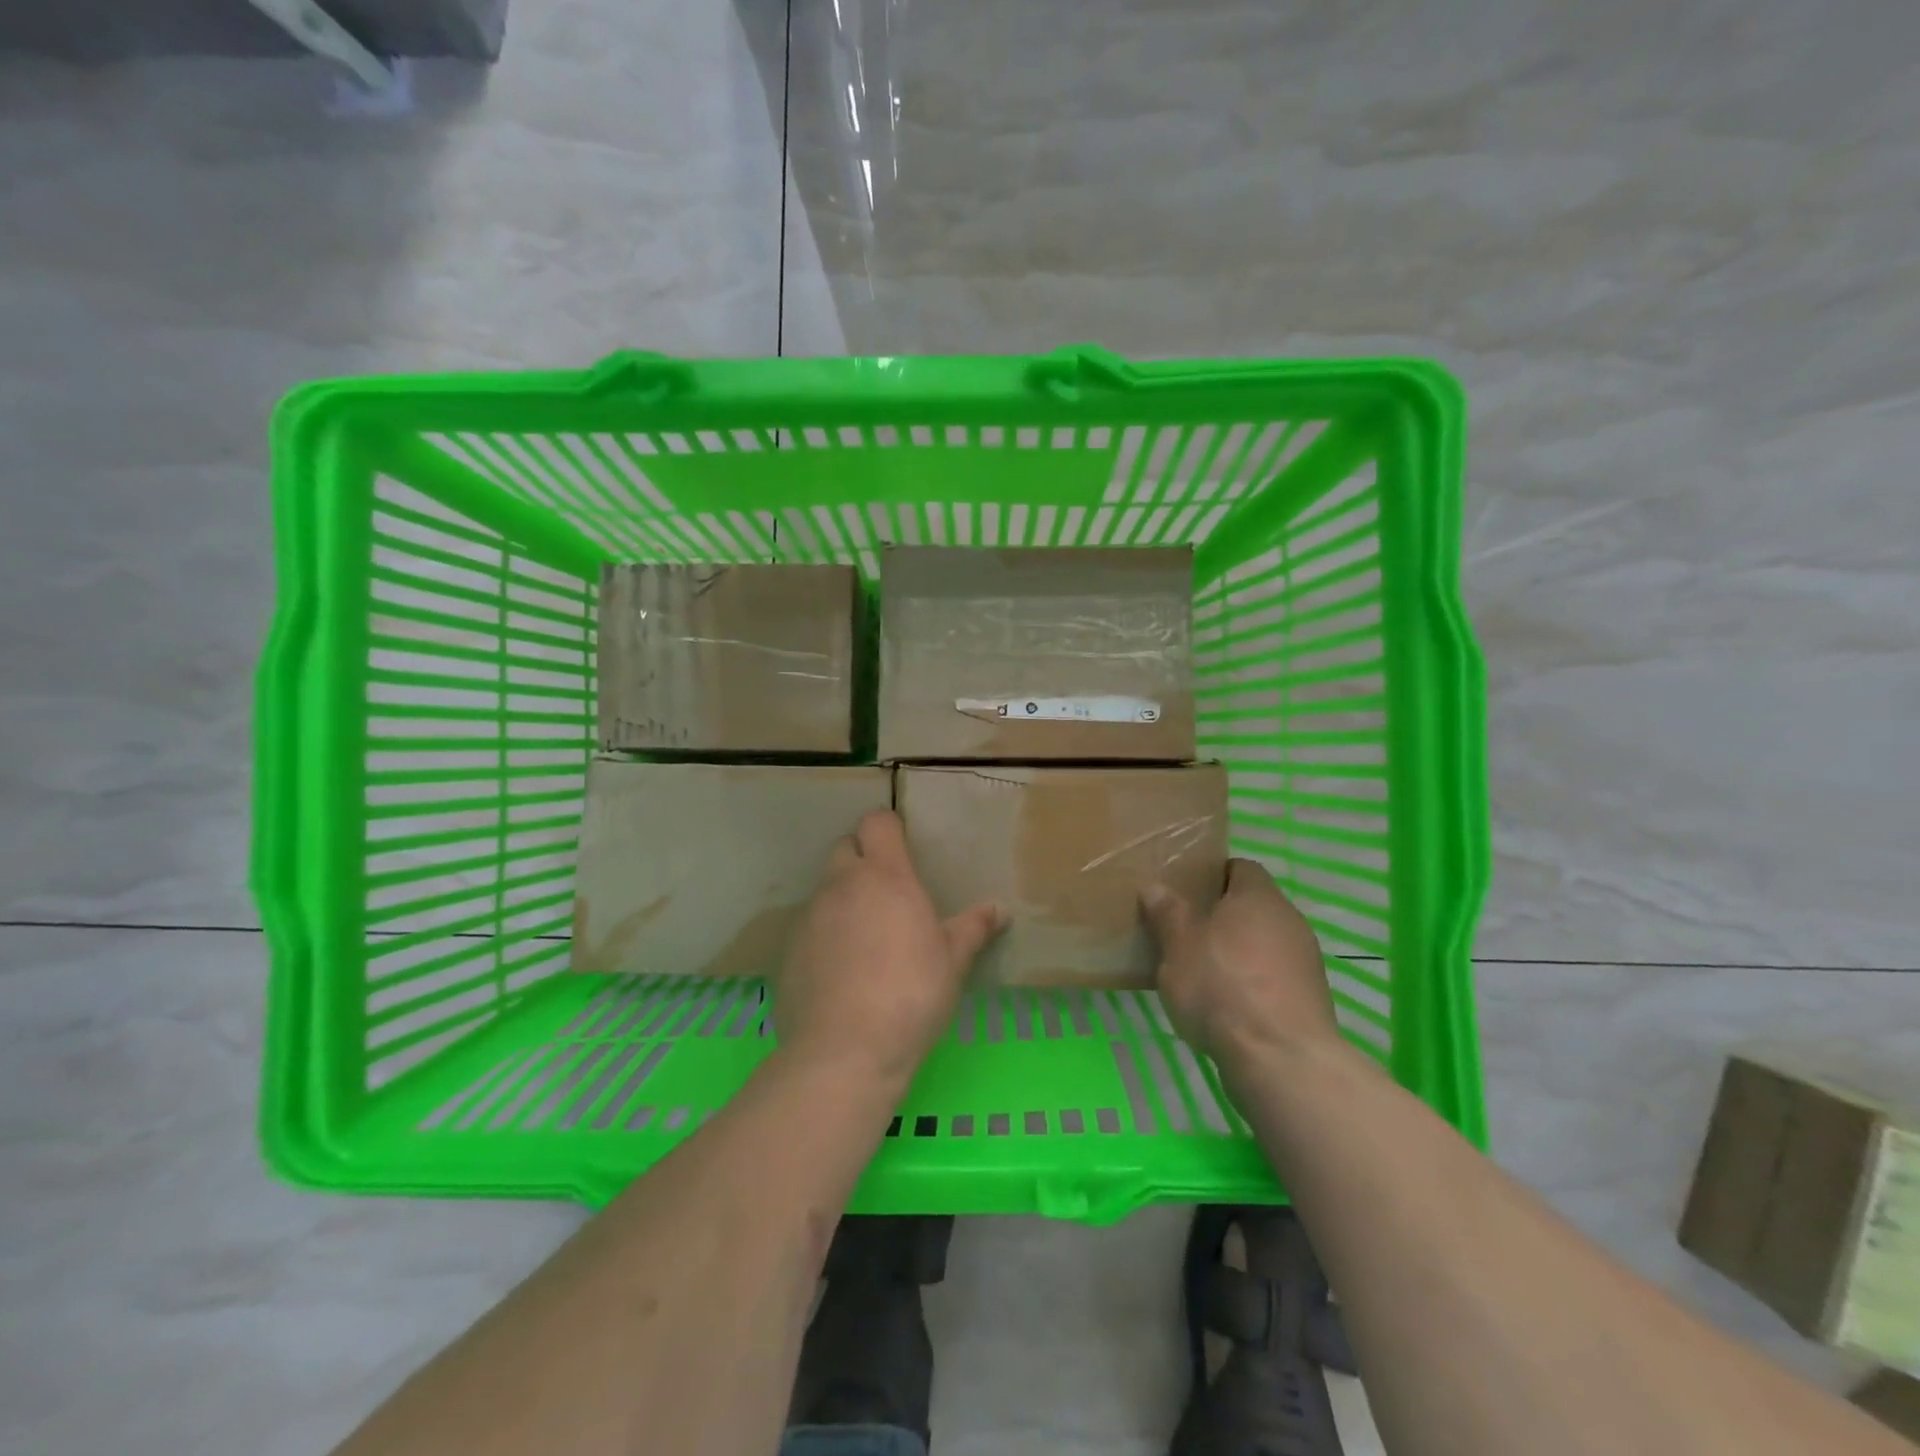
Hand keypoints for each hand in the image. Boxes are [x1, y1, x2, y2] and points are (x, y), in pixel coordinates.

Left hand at [773, 810, 1003, 1090]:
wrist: (845, 1050)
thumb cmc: (911, 994)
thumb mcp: (952, 961)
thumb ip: (974, 928)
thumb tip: (1001, 910)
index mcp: (885, 876)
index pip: (877, 822)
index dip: (889, 829)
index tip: (903, 850)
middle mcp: (842, 885)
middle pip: (845, 847)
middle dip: (862, 858)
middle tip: (886, 891)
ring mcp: (810, 916)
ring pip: (825, 889)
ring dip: (843, 898)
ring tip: (865, 937)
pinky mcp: (789, 949)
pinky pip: (809, 926)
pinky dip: (824, 934)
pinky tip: (840, 971)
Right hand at [1141, 858, 1341, 1068]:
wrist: (1280, 1058)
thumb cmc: (1221, 985)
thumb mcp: (1178, 945)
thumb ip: (1167, 913)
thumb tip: (1155, 887)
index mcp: (1259, 896)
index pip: (1241, 867)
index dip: (1214, 875)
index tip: (1187, 891)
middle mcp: (1289, 920)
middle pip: (1254, 907)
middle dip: (1223, 917)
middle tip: (1186, 931)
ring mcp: (1305, 962)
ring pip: (1265, 944)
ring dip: (1239, 952)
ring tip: (1202, 972)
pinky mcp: (1310, 1000)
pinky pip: (1274, 977)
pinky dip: (1253, 983)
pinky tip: (1227, 1005)